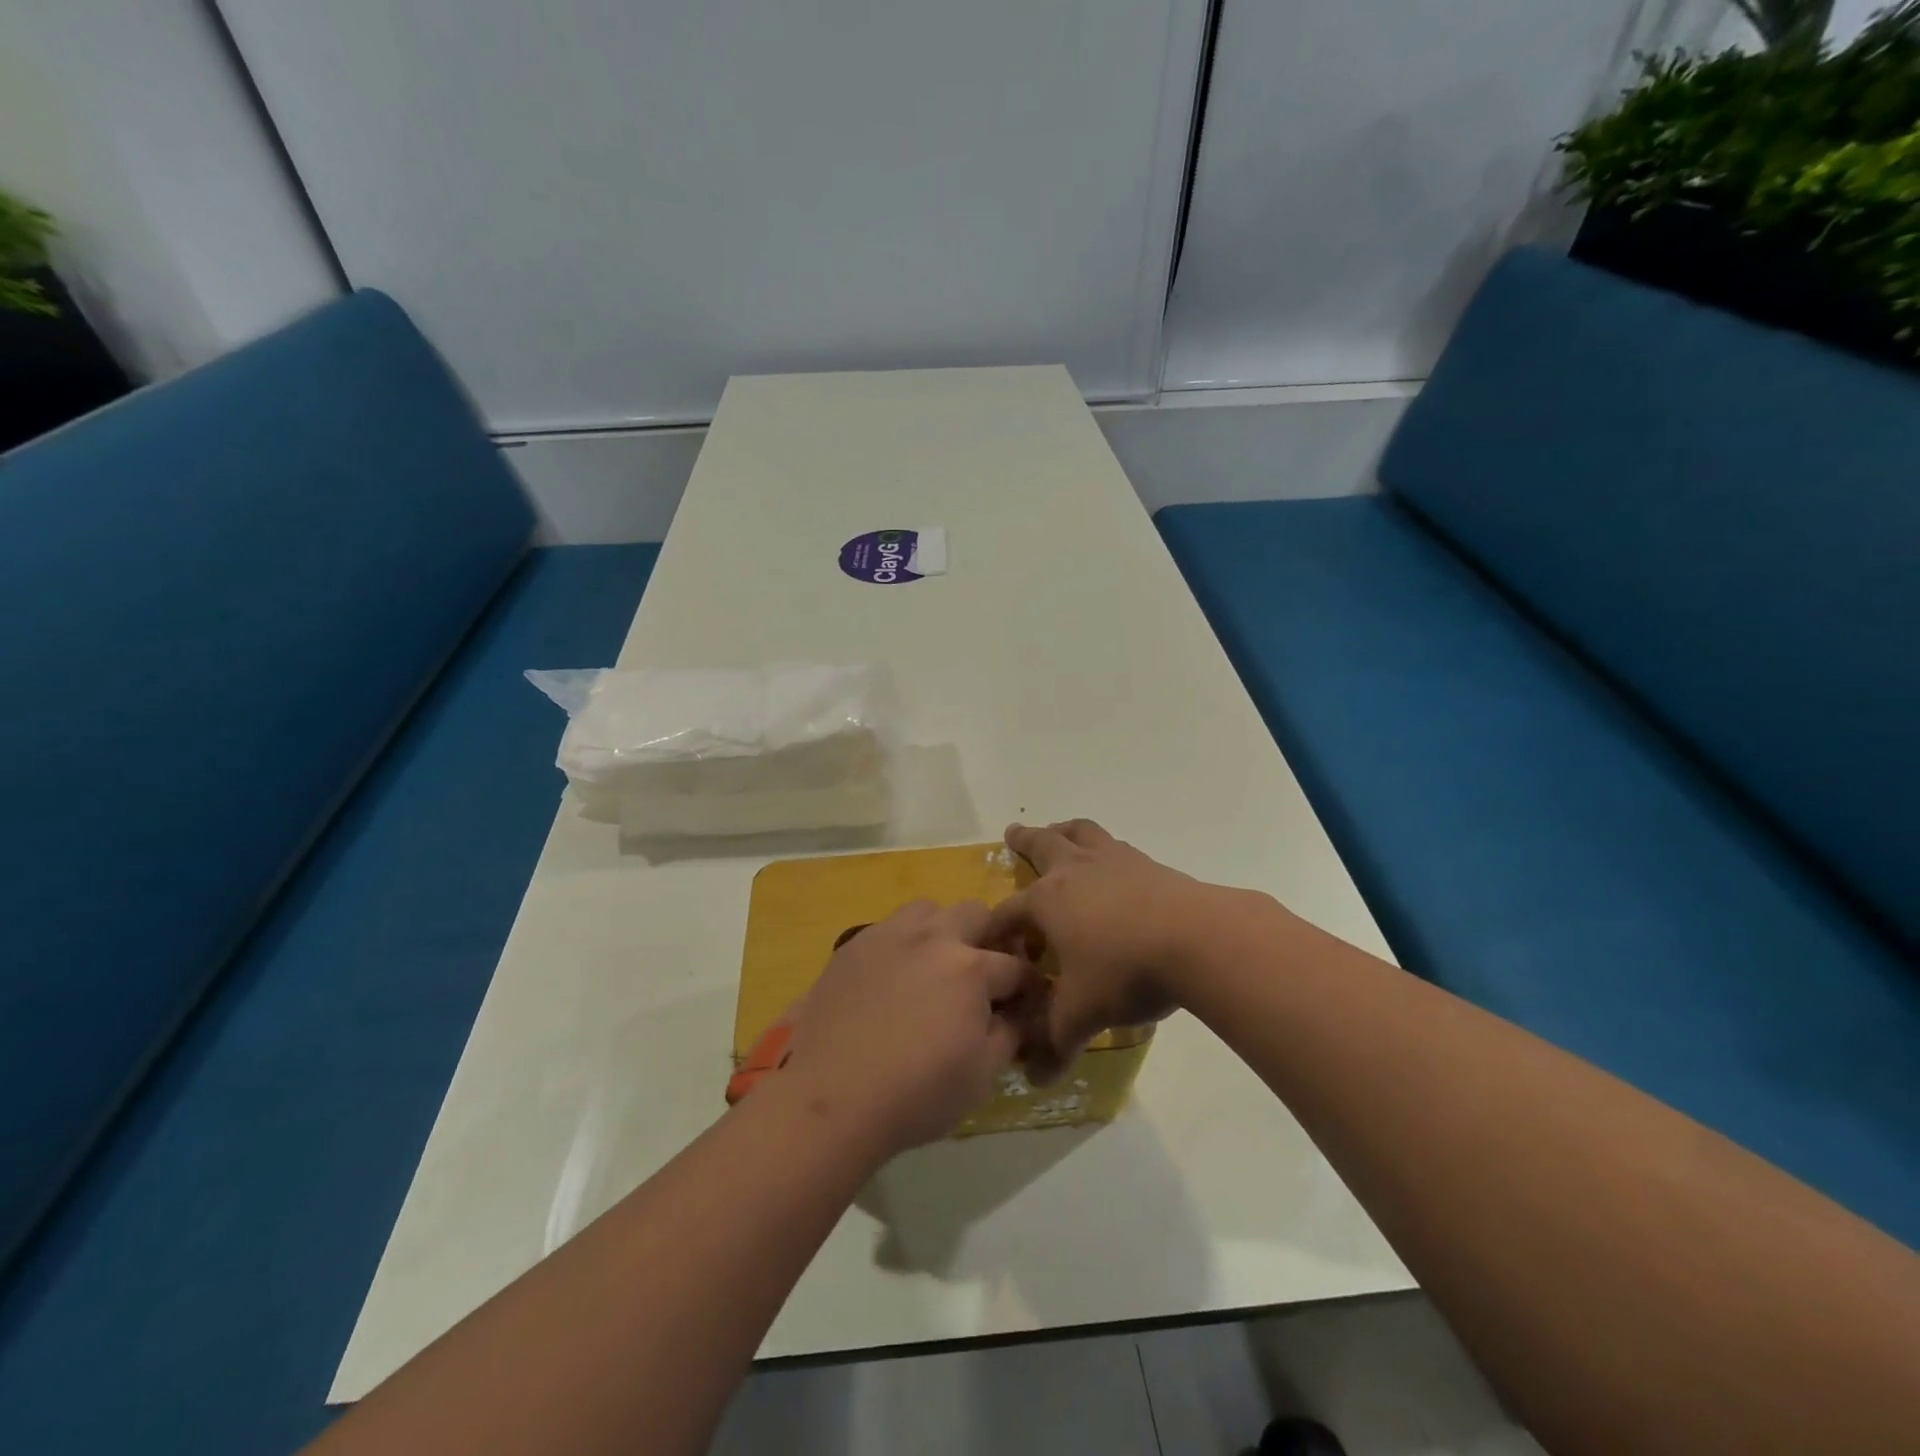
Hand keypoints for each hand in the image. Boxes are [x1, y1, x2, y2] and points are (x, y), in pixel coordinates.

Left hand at [775, 900, 1036, 1157]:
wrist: (832, 1097)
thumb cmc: (916, 1094)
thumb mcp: (981, 1075)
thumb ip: (1008, 1034)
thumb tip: (1017, 1014)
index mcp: (971, 968)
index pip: (1016, 967)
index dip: (1028, 987)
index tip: (1026, 1003)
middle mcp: (933, 937)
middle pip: (976, 914)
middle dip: (988, 941)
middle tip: (981, 978)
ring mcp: (889, 935)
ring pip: (929, 910)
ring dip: (942, 931)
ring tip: (934, 967)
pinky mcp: (854, 945)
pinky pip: (889, 928)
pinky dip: (902, 944)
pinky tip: (893, 978)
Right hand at [986, 820, 1228, 1079]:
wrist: (1199, 939)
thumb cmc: (1126, 971)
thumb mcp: (1083, 1014)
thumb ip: (1056, 1042)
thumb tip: (1038, 1078)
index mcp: (1048, 900)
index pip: (1009, 912)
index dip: (998, 931)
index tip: (997, 948)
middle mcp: (1076, 871)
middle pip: (1042, 845)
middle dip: (1024, 840)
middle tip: (1013, 832)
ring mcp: (1116, 862)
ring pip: (1083, 834)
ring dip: (1066, 831)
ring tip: (1060, 831)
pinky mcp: (1150, 865)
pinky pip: (1118, 848)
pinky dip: (1106, 851)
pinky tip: (1115, 867)